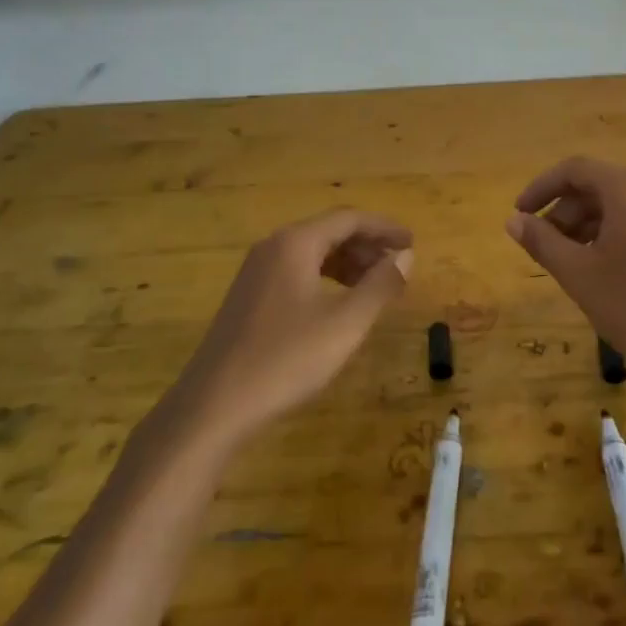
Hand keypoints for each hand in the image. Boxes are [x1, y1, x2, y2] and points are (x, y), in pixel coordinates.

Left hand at [146, 210, 412, 455]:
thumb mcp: (345, 324)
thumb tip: (406, 256)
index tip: (412, 243)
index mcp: (295, 244)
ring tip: (375, 286)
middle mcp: (273, 247)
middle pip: (329, 232)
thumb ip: (380, 285)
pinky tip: (338, 303)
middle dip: (367, 246)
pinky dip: (325, 278)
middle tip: (398, 267)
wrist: (213, 406)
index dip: (384, 228)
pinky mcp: (248, 297)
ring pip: (312, 252)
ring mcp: (256, 272)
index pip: (349, 219)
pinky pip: (296, 271)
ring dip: (347, 263)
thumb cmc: (285, 360)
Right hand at [505, 157, 625, 394]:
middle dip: (561, 212)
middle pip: (594, 187)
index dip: (540, 188)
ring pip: (613, 208)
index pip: (574, 170)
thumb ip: (542, 241)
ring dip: (581, 228)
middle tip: (540, 247)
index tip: (519, 215)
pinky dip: (604, 238)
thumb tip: (513, 221)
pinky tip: (594, 272)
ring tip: (564, 263)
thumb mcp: (578, 272)